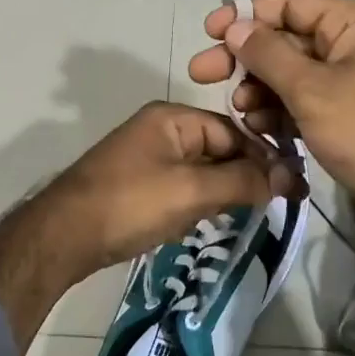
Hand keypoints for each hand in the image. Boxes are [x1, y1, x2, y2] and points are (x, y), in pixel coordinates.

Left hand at [40, 101, 303, 280]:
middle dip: (241, 178)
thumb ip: (243, 181)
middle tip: (268, 207)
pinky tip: (200, 224)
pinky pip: (181, 189)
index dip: (262, 158)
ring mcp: (147, 159)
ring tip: (239, 217)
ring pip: (201, 172)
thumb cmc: (130, 204)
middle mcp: (160, 130)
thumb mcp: (192, 191)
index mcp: (172, 118)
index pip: (232, 131)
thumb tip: (291, 178)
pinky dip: (196, 205)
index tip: (291, 188)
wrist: (63, 237)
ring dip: (220, 194)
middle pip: (218, 150)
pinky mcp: (138, 185)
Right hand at [187, 0, 354, 244]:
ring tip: (239, 110)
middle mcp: (353, 46)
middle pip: (287, 39)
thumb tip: (236, 27)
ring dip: (260, 88)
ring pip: (293, 74)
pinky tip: (259, 127)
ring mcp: (352, 82)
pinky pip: (305, 101)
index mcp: (354, 24)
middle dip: (246, 58)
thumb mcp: (311, 90)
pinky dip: (281, 111)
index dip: (247, 14)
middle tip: (202, 75)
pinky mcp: (348, 115)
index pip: (291, 2)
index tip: (210, 34)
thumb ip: (269, 55)